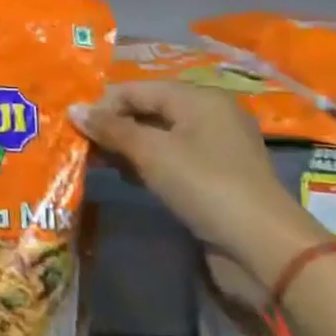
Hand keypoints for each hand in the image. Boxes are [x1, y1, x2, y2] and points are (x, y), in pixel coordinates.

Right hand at [71, 81, 326, 287]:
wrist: (262, 247)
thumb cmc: (204, 184)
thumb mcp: (150, 152)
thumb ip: (111, 129)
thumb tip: (73, 110)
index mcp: (198, 98)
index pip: (136, 89)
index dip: (102, 105)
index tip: (73, 128)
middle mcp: (209, 115)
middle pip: (147, 110)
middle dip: (113, 127)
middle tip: (81, 147)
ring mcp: (214, 147)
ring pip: (157, 136)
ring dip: (126, 147)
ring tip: (97, 163)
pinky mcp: (215, 176)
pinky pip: (171, 159)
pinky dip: (146, 164)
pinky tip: (127, 178)